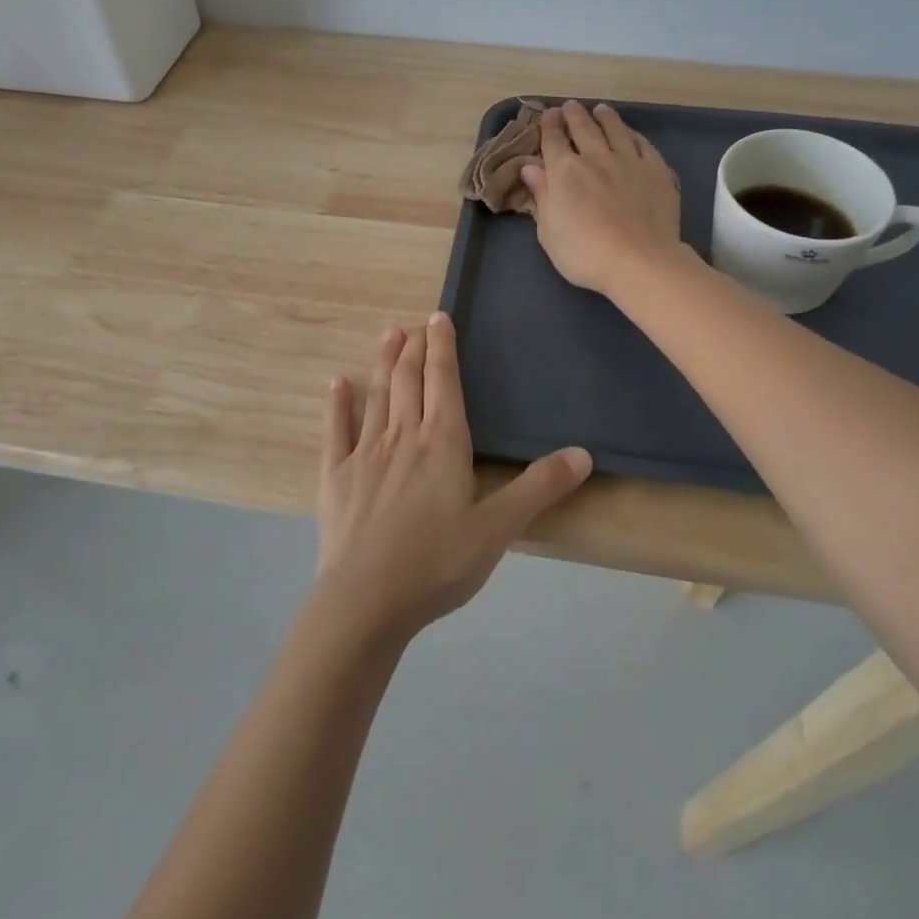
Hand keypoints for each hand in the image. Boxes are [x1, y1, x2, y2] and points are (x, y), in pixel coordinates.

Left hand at [314, 316, 591, 643]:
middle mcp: (402, 436)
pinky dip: (337, 404)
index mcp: (442, 443)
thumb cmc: (437, 563)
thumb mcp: (498, 528)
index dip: (443, 347)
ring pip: (376, 396)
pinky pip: (336, 430)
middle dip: (414, 349)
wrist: (366, 600)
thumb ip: (539, 488)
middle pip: (409, 381)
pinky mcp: (335, 477)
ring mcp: (364, 454)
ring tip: (388, 335)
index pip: (445, 382)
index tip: (439, 318)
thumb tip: (583, 453)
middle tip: (414, 323)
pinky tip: (336, 383)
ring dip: (384, 363)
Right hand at [519, 101, 683, 294]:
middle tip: (571, 106)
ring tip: (601, 110)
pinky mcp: (656, 171)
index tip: (549, 114)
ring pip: (615, 130)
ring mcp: (629, 161)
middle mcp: (596, 158)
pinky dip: (634, 136)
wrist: (639, 261)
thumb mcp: (549, 231)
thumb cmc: (584, 253)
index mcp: (564, 171)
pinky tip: (632, 135)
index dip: (549, 125)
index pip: (553, 140)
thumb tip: (530, 168)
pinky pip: (644, 145)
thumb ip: (541, 196)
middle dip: (574, 115)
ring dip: (605, 118)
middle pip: (584, 128)